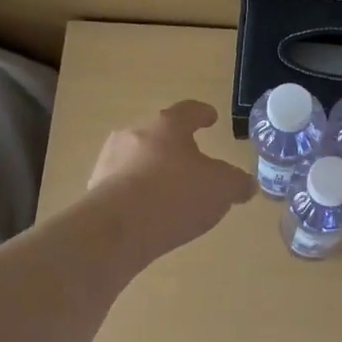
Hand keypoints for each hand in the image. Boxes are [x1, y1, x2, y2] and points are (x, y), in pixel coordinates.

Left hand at [86, 100, 255, 259]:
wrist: (117, 230)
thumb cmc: (175, 196)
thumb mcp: (221, 189)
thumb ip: (237, 183)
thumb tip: (246, 184)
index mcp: (166, 126)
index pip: (188, 111)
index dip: (202, 114)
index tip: (211, 118)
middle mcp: (133, 135)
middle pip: (158, 135)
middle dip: (175, 147)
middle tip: (191, 162)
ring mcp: (109, 162)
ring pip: (137, 160)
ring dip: (153, 172)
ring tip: (170, 193)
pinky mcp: (95, 190)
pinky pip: (123, 187)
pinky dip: (137, 195)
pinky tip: (148, 214)